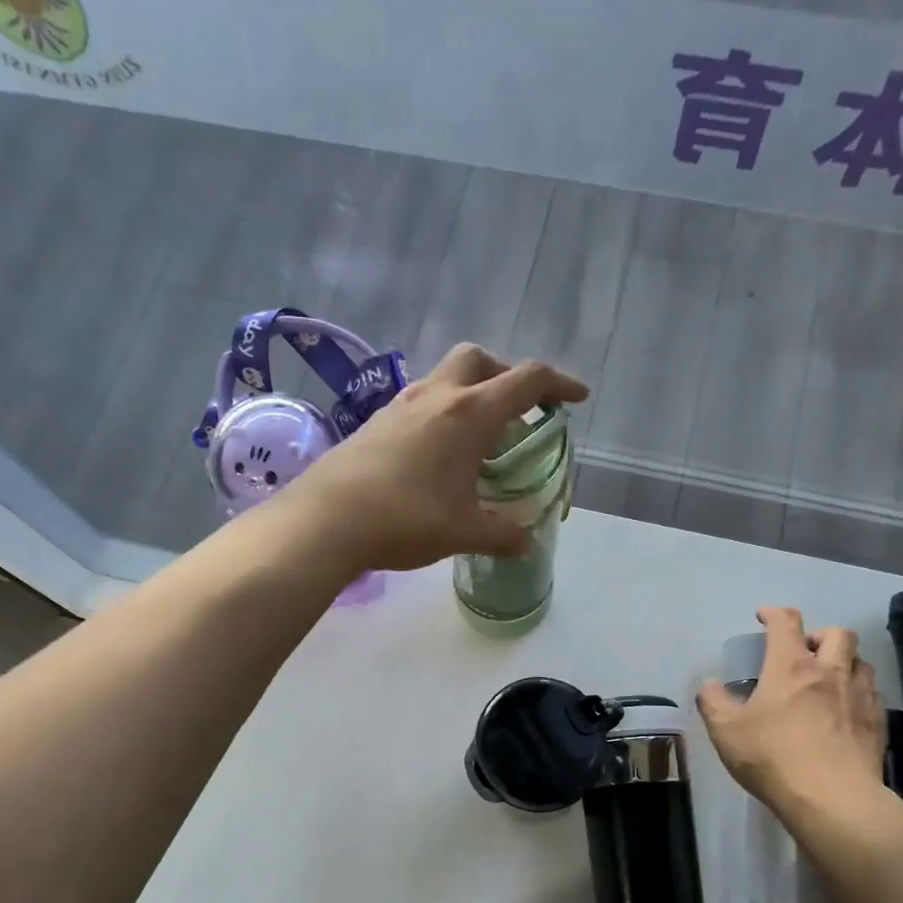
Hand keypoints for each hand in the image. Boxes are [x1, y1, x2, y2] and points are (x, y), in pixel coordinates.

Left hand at [284, 344, 587, 572]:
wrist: (325, 520)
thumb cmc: (405, 519)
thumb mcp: (463, 532)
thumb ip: (502, 535)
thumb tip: (526, 543)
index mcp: (469, 414)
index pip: (526, 381)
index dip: (558, 385)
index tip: (576, 399)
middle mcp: (436, 396)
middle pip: (480, 359)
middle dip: (506, 375)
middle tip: (518, 411)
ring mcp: (400, 405)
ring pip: (445, 377)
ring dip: (471, 394)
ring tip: (479, 437)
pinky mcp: (376, 422)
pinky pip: (420, 402)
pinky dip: (441, 413)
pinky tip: (437, 453)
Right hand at [696, 607, 892, 848]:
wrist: (832, 798)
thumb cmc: (773, 757)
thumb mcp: (726, 731)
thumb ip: (713, 702)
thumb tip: (709, 685)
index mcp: (791, 667)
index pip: (786, 623)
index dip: (774, 613)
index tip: (763, 616)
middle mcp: (830, 672)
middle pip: (837, 634)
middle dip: (818, 634)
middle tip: (802, 651)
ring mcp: (859, 697)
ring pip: (860, 661)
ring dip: (844, 661)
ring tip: (828, 678)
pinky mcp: (878, 723)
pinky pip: (872, 693)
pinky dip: (858, 691)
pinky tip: (846, 710)